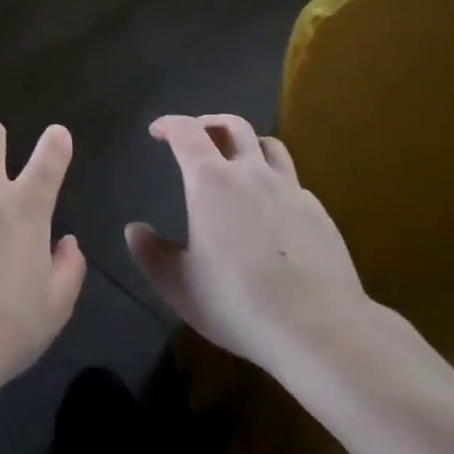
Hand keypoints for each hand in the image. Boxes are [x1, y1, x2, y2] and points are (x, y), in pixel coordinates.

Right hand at [126, 114, 378, 372]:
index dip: (169, 125)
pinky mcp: (319, 213)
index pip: (187, 132)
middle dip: (210, 123)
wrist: (319, 329)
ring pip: (270, 145)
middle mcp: (252, 173)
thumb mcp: (178, 285)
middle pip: (233, 126)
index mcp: (211, 181)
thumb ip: (151, 253)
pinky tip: (272, 207)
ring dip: (248, 143)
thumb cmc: (238, 302)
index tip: (157, 131)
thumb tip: (134, 230)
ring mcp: (291, 190)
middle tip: (197, 135)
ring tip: (238, 159)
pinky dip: (275, 180)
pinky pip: (292, 182)